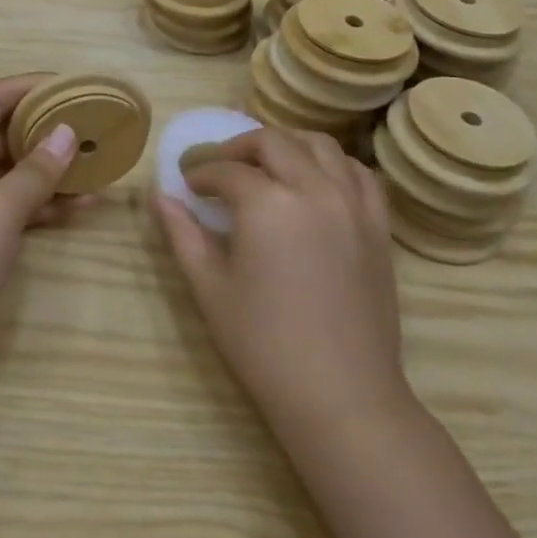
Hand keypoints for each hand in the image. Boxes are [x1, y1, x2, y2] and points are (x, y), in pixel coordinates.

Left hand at [0, 75, 79, 343]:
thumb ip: (36, 170)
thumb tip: (68, 132)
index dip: (30, 85)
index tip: (72, 84)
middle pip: (3, 130)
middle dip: (46, 126)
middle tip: (91, 121)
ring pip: (12, 167)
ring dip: (50, 165)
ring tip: (96, 160)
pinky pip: (14, 200)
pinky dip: (43, 200)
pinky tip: (82, 203)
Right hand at [154, 128, 413, 442]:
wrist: (342, 396)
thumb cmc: (264, 345)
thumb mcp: (210, 288)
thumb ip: (182, 234)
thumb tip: (158, 196)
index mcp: (267, 204)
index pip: (226, 170)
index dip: (201, 173)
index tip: (188, 184)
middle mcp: (313, 189)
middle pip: (273, 141)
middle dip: (239, 147)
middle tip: (220, 169)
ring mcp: (352, 203)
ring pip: (319, 145)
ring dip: (286, 145)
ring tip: (266, 166)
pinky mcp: (378, 225)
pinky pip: (358, 173)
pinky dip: (332, 163)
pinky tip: (315, 180)